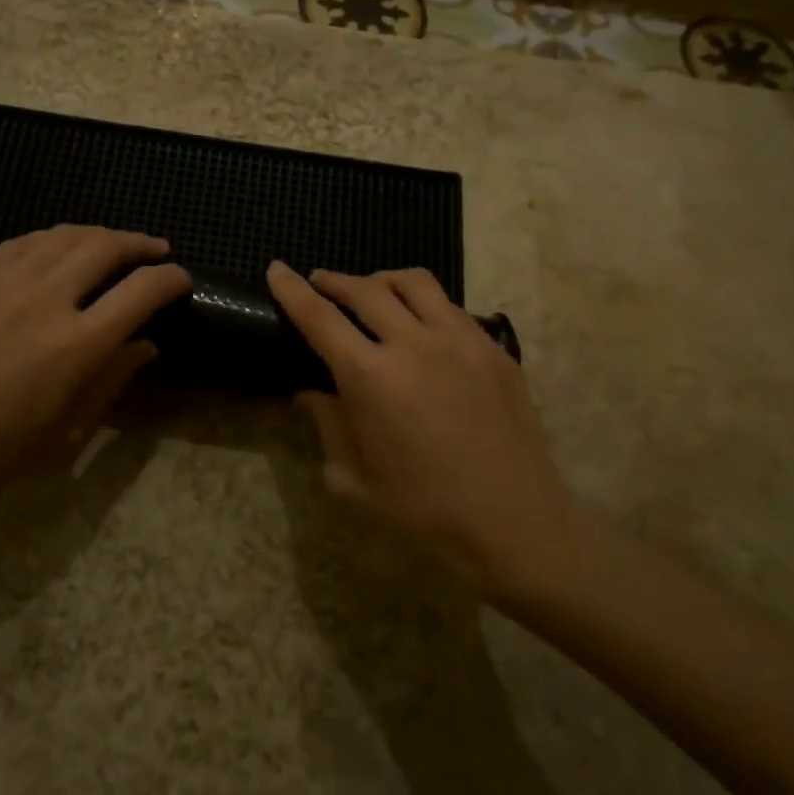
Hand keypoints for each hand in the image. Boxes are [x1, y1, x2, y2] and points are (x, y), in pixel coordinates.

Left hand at [0, 226, 191, 514]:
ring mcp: (9, 281)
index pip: (141, 291)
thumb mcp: (63, 431)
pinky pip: (28, 240)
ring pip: (68, 234)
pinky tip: (62, 246)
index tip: (183, 279)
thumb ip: (109, 381)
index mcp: (77, 344)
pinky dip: (57, 236)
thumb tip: (145, 346)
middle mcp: (49, 298)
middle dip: (141, 244)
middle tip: (157, 251)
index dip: (171, 279)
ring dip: (101, 234)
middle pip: (107, 247)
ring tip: (116, 244)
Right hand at [267, 261, 572, 596]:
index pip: (320, 318)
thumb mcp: (355, 481)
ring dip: (382, 280)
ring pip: (415, 283)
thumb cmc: (425, 513)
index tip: (276, 269)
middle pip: (365, 289)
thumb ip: (328, 426)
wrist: (516, 525)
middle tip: (321, 284)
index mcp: (372, 379)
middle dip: (334, 281)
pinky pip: (452, 307)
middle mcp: (415, 345)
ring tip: (372, 292)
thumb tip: (310, 393)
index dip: (292, 290)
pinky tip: (422, 327)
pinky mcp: (495, 350)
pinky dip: (425, 304)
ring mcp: (462, 341)